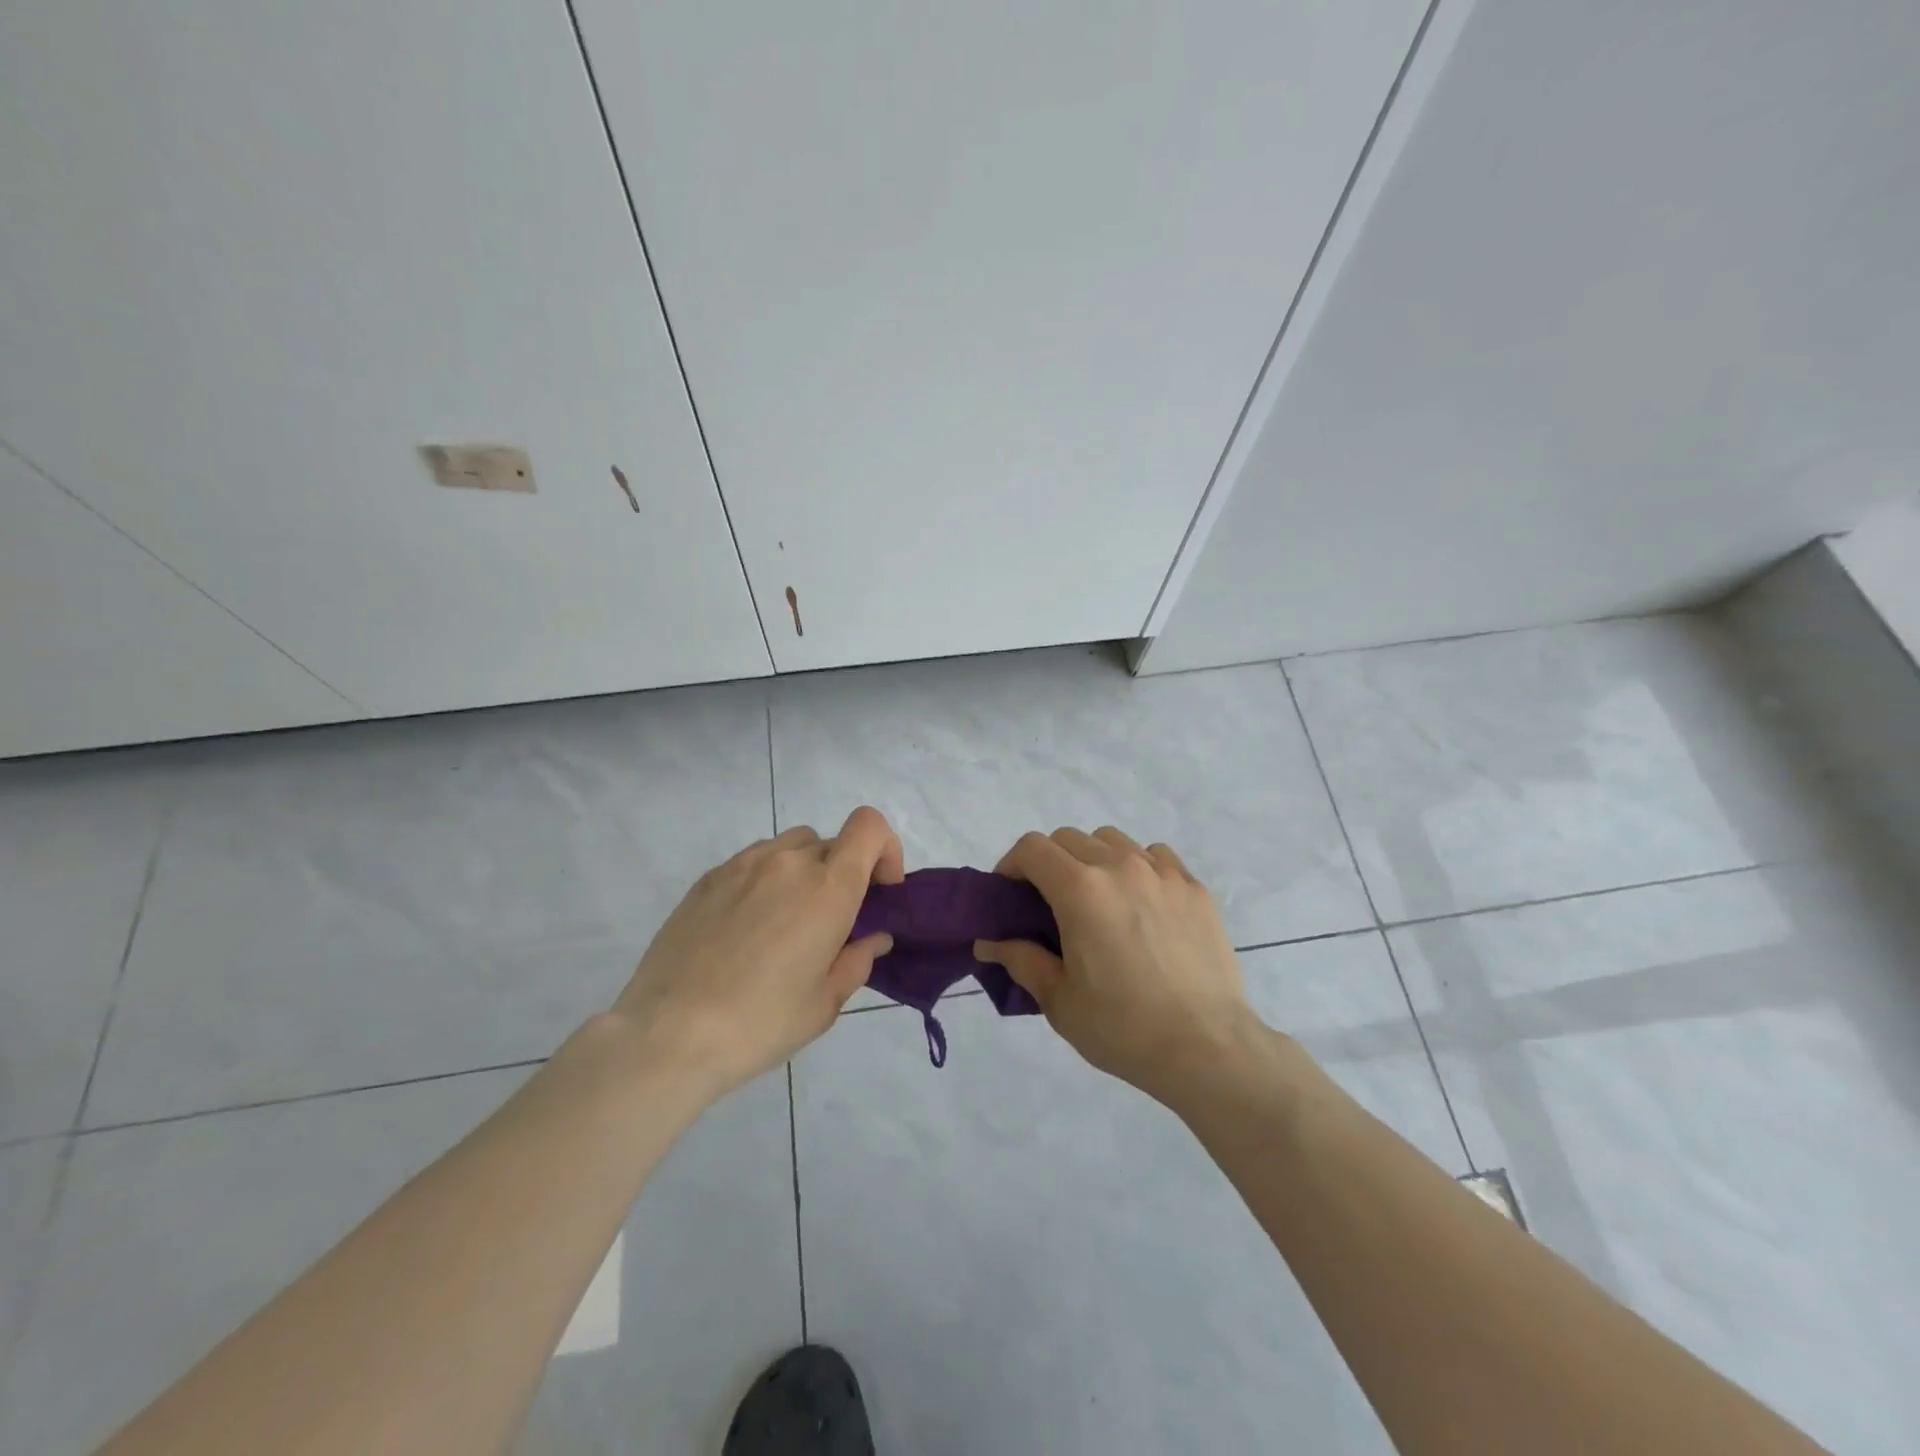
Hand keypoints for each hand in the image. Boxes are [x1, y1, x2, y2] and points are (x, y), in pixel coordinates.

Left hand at [612, 806, 903, 1099]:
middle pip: (833, 843)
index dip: (885, 850)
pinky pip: (754, 862)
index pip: (870, 827)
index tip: (879, 892)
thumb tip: (874, 937)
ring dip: (804, 873)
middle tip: (832, 923)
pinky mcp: (709, 878)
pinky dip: (766, 881)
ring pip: (791, 848)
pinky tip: (748, 929)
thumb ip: (858, 960)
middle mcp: (788, 862)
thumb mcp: (825, 1003)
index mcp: (828, 887)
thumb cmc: (760, 1023)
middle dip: (844, 874)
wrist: (668, 1035)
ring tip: (787, 923)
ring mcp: (743, 864)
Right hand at [974, 827, 1253, 1102]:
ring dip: (1092, 859)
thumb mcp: (1059, 1001)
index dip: (1011, 865)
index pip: (1032, 848)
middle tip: (1049, 904)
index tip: (1010, 896)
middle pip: (1069, 838)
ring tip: (1098, 900)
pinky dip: (1137, 866)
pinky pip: (1155, 856)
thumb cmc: (1123, 1028)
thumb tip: (989, 943)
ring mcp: (1162, 873)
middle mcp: (1120, 866)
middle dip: (1048, 863)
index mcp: (1081, 889)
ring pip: (1112, 840)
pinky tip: (1141, 903)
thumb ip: (1021, 960)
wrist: (1208, 1048)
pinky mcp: (1194, 888)